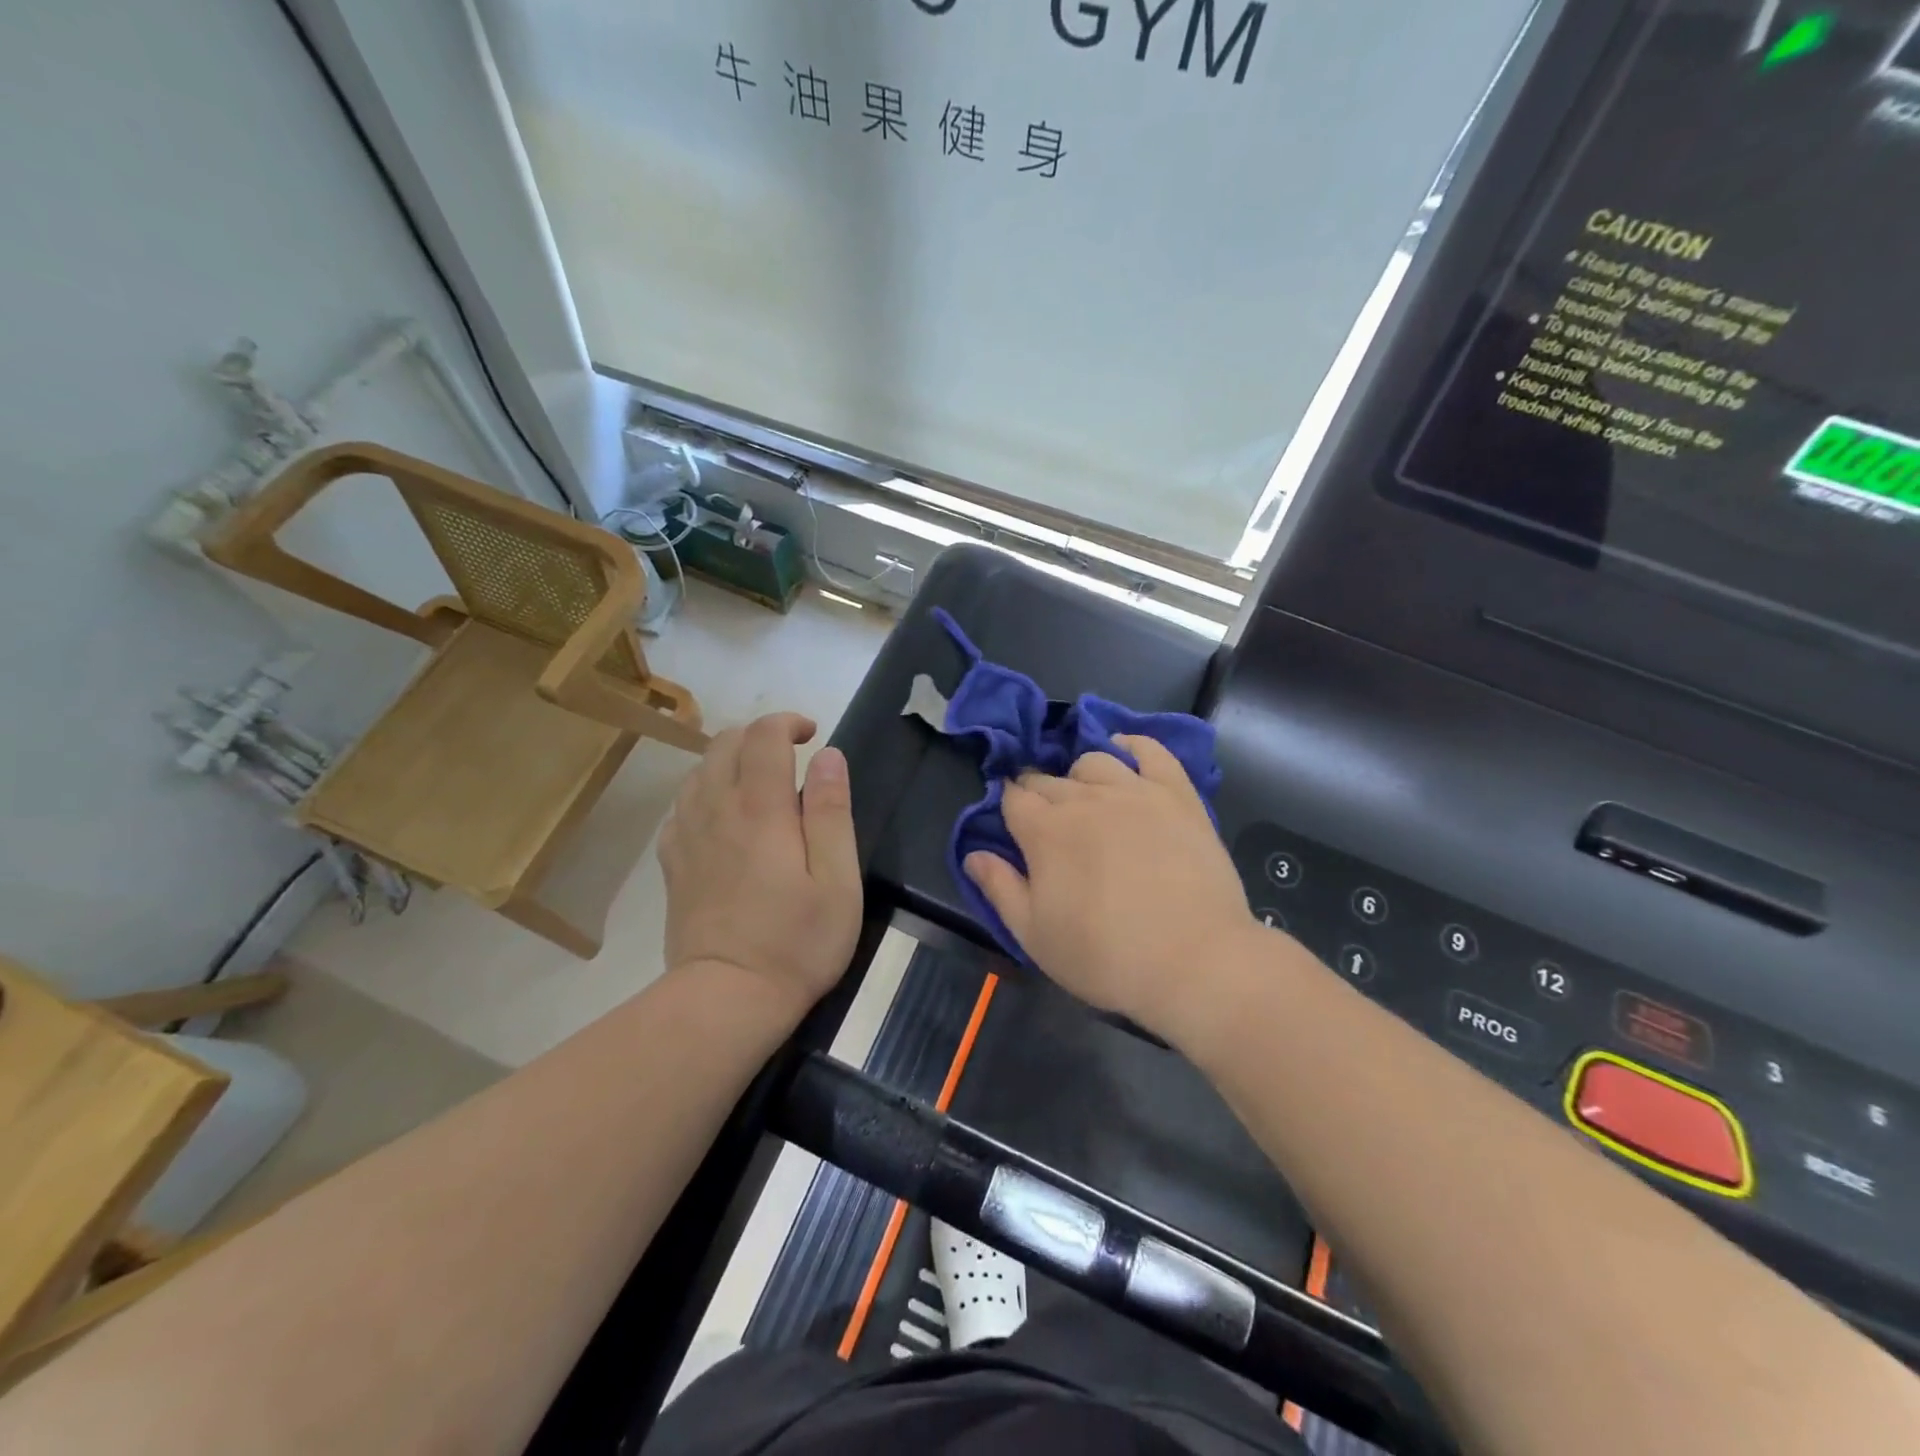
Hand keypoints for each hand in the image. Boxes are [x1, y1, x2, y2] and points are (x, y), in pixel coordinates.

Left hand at [659, 713, 862, 1019]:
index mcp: (761, 808)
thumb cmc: (796, 942)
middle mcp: (716, 809)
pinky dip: (705, 793)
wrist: (726, 998)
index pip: (763, 736)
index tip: (812, 736)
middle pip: (724, 743)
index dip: (787, 722)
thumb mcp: (837, 880)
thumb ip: (832, 812)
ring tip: (760, 782)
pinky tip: (724, 816)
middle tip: (790, 755)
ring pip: (699, 771)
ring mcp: (687, 835)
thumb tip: (829, 757)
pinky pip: (682, 806)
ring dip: (730, 760)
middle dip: (758, 735)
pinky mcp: (672, 863)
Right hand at [964, 736, 1255, 1038]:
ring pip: (1094, 761)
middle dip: (1038, 794)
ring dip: (1080, 775)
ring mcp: (1135, 791)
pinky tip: (1126, 751)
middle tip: (1048, 825)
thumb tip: (972, 853)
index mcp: (1044, 831)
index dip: (1008, 806)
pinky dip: (1132, 745)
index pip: (1013, 798)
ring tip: (1086, 799)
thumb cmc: (1105, 956)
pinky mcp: (1177, 794)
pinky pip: (1151, 751)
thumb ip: (999, 888)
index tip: (1013, 825)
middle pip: (1049, 780)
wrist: (1195, 961)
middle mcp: (1085, 798)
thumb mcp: (1034, 935)